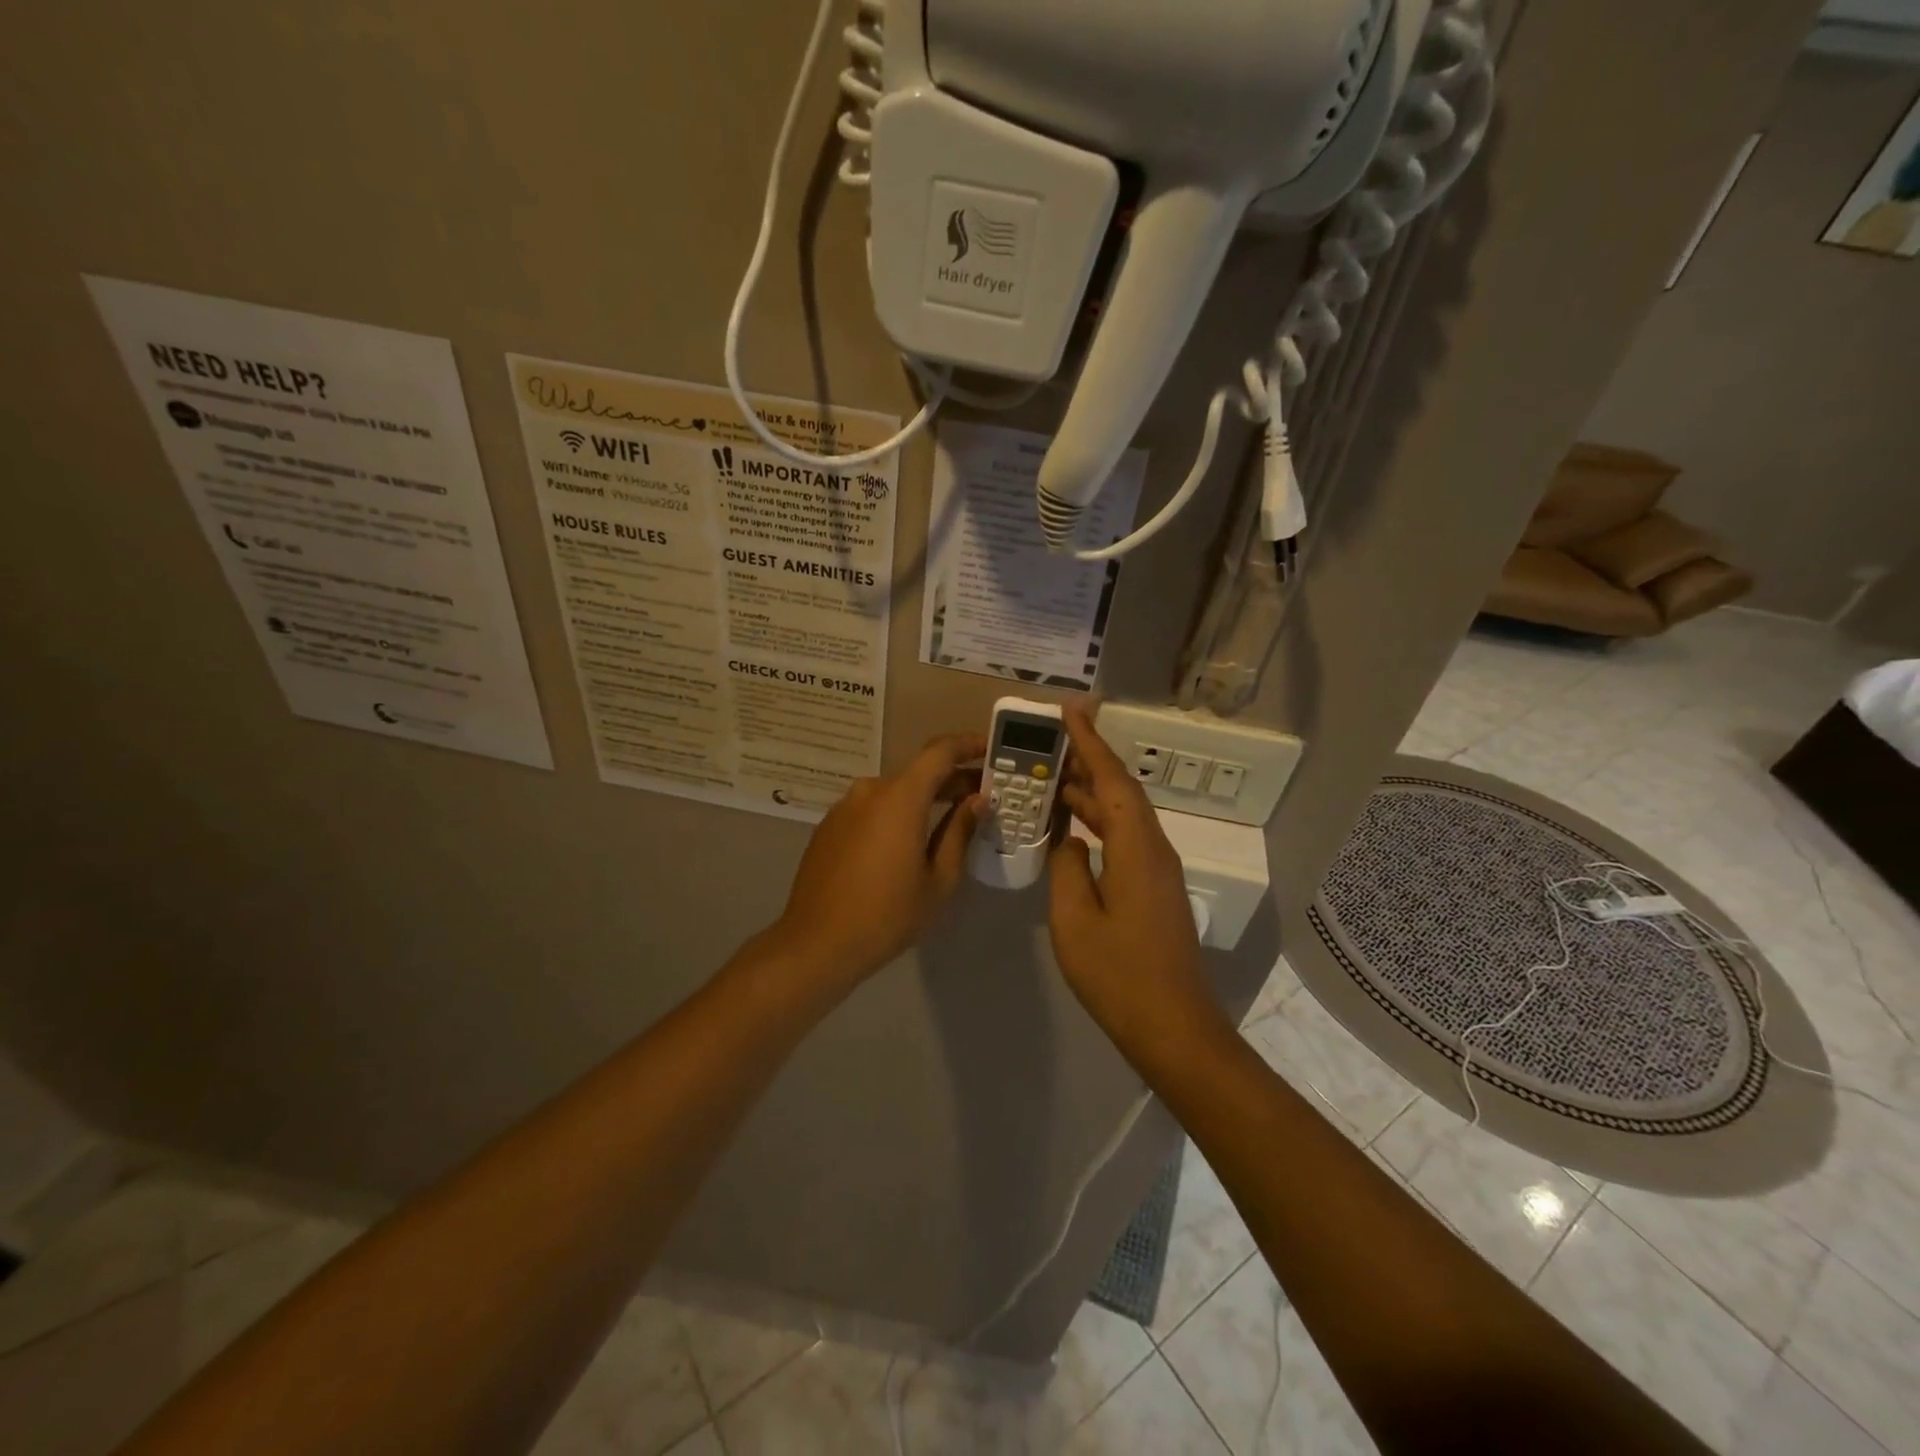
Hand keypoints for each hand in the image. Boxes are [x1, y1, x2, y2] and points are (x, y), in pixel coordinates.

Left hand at [773, 733, 987, 988]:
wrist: (816, 943)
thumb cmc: (887, 915)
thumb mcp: (938, 879)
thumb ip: (959, 831)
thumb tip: (976, 800)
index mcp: (900, 797)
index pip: (940, 752)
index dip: (969, 745)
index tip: (992, 749)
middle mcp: (870, 790)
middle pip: (918, 772)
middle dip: (952, 778)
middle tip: (982, 794)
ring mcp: (845, 807)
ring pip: (894, 792)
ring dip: (923, 798)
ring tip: (950, 819)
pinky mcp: (830, 826)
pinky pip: (872, 809)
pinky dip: (896, 813)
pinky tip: (908, 841)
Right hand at [1047, 706, 1225, 1049]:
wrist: (1173, 1027)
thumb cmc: (1118, 975)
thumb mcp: (1074, 919)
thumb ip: (1067, 867)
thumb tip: (1070, 839)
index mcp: (1136, 848)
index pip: (1111, 780)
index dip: (1089, 742)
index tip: (1068, 710)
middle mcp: (1154, 848)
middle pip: (1119, 791)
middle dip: (1087, 761)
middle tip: (1048, 741)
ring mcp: (1158, 870)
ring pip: (1122, 815)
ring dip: (1089, 793)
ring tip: (1050, 778)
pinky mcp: (1155, 888)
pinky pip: (1124, 838)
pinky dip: (1097, 822)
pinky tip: (1071, 828)